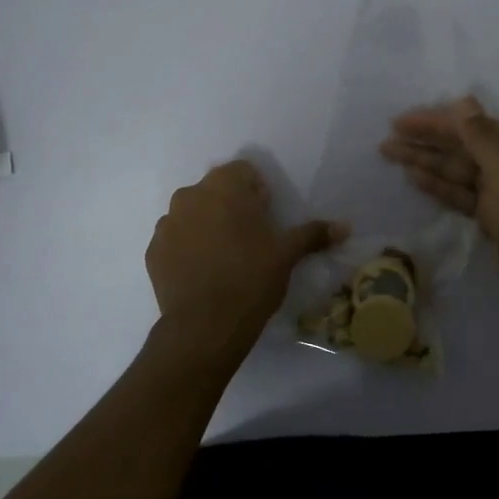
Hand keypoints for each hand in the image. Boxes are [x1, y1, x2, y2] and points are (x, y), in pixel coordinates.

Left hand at [146, 160, 347, 360]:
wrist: (204, 327)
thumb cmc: (251, 279)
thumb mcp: (287, 254)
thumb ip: (313, 234)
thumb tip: (345, 227)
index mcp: (224, 187)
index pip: (243, 172)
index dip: (257, 193)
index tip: (265, 220)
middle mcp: (191, 195)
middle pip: (216, 190)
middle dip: (231, 207)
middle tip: (248, 240)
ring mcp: (167, 222)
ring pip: (193, 213)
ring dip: (206, 225)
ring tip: (223, 258)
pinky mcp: (153, 250)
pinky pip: (175, 239)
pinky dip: (187, 248)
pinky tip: (202, 273)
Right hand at [380, 97, 498, 311]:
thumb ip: (481, 138)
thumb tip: (463, 101)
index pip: (474, 126)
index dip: (437, 122)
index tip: (402, 121)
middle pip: (464, 146)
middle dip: (427, 141)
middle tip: (388, 138)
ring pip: (459, 169)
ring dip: (426, 161)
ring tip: (391, 153)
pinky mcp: (494, 213)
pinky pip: (462, 192)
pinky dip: (439, 185)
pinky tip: (414, 176)